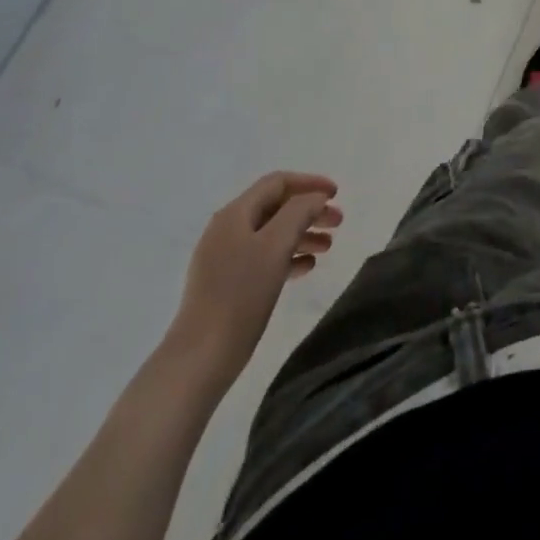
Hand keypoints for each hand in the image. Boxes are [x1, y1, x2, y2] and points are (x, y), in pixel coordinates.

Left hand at [165, 172, 342, 385]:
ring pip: (272, 234)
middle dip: (309, 210)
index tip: (336, 194)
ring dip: (302, 234)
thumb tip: (314, 198)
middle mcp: (227, 230)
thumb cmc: (241, 294)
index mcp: (235, 214)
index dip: (309, 183)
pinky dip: (288, 257)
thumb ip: (299, 212)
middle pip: (276, 207)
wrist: (201, 356)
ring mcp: (224, 259)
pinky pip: (264, 258)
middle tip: (338, 223)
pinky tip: (306, 268)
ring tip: (328, 247)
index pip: (277, 183)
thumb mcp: (276, 245)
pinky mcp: (226, 285)